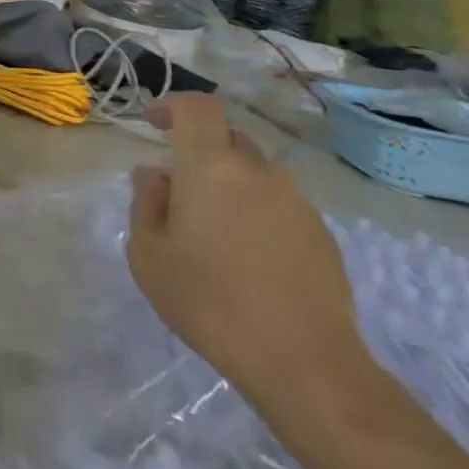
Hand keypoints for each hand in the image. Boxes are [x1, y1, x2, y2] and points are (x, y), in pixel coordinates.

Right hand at [127, 94, 371, 410]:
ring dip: (230, 186)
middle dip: (200, 152)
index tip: (156, 123)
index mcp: (211, 166)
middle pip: (227, 138)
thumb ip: (146, 204)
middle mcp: (258, 171)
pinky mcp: (322, 234)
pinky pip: (279, 205)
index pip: (198, 107)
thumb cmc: (209, 302)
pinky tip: (249, 259)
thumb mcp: (149, 255)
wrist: (304, 363)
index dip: (175, 105)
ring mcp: (296, 202)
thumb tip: (155, 176)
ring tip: (215, 234)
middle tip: (180, 193)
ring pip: (254, 173)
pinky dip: (257, 214)